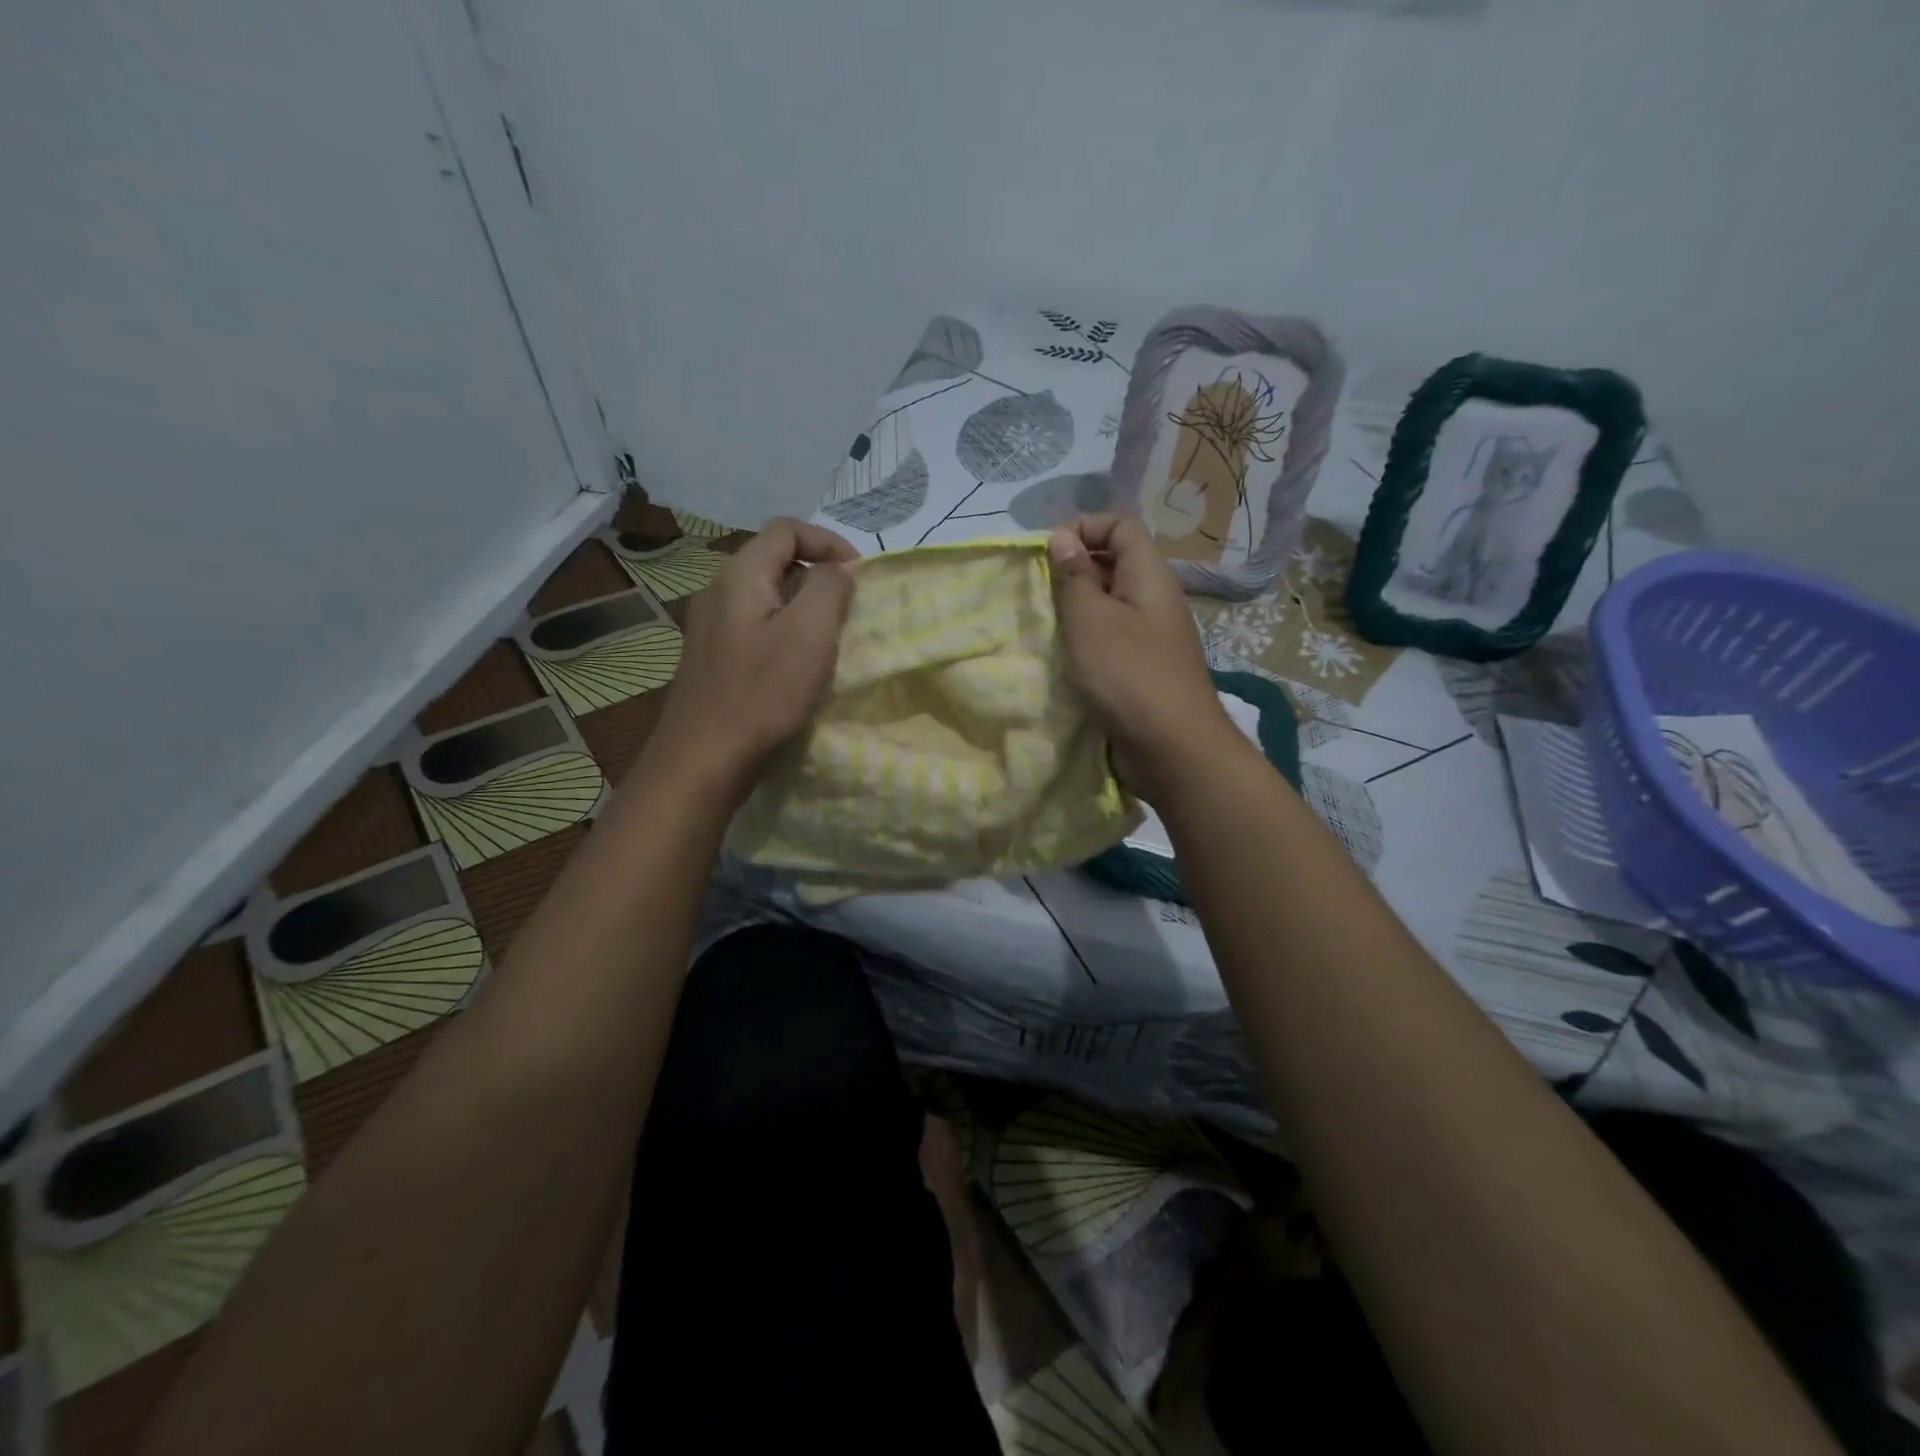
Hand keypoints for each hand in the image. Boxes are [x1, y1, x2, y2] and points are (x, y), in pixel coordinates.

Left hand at [649, 517, 856, 798]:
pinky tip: (798, 664)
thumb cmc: (762, 693)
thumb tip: (839, 568)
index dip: (828, 541)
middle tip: (849, 608)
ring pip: (766, 595)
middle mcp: (718, 591)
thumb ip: (829, 588)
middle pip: (774, 560)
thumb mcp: (809, 634)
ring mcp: (710, 625)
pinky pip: (755, 624)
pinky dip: (785, 630)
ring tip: (830, 636)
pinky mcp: (713, 656)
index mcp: (739, 575)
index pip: (786, 529)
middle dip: (818, 574)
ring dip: (804, 605)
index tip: (859, 575)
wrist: (703, 758)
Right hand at [1048, 514, 1239, 801]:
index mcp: (1149, 576)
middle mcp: (1154, 600)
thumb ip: (1074, 576)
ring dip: (1076, 612)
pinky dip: (1087, 643)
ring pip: (1109, 606)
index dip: (1084, 527)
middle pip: (1114, 564)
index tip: (1047, 554)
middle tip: (1040, 595)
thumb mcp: (1090, 619)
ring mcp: (1151, 638)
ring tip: (1048, 628)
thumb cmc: (1128, 674)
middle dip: (1074, 571)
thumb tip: (1063, 537)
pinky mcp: (1143, 670)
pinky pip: (1112, 641)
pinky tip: (1066, 661)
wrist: (1172, 748)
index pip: (1120, 526)